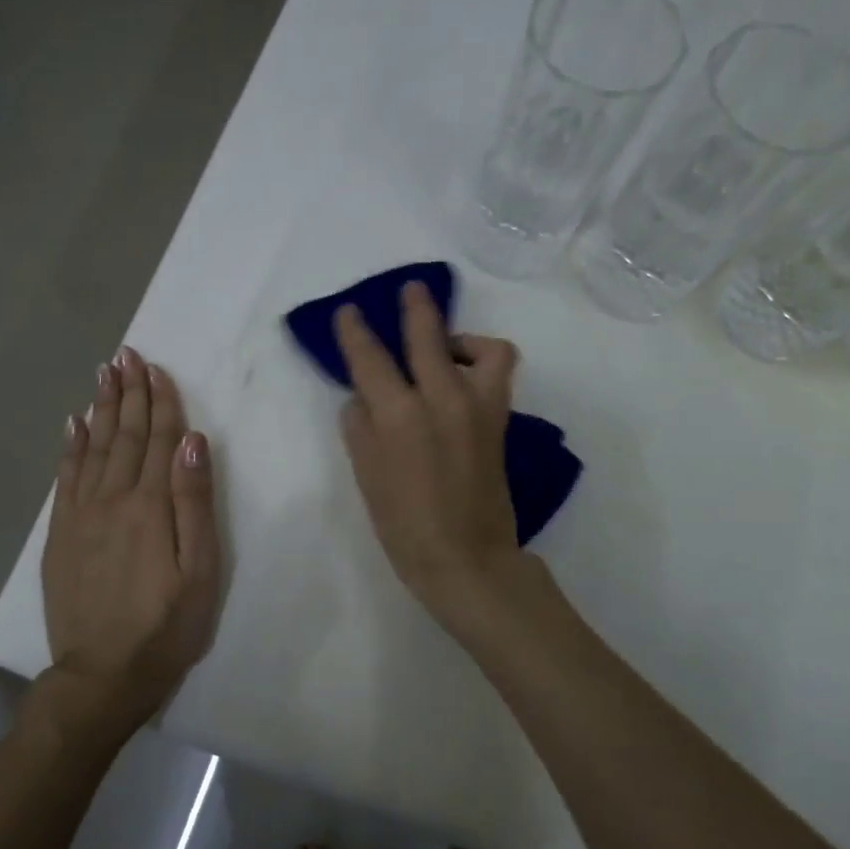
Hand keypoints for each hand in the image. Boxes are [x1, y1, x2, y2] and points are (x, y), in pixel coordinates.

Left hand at [43, 348, 220, 728]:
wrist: (102, 676)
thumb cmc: (166, 626)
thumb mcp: (200, 570)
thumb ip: (195, 502)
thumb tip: (191, 441)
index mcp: (150, 505)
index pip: (158, 440)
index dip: (159, 401)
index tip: (155, 367)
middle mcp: (112, 499)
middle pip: (123, 435)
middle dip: (127, 393)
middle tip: (125, 355)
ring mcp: (81, 516)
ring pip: (93, 449)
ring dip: (101, 409)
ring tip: (103, 375)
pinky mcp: (61, 536)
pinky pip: (66, 478)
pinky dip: (71, 447)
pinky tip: (74, 425)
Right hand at [335, 282, 523, 625]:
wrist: (466, 558)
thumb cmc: (404, 525)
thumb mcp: (367, 476)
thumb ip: (359, 427)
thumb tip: (362, 397)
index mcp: (399, 414)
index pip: (370, 358)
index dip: (355, 331)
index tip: (349, 312)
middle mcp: (441, 398)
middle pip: (427, 335)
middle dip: (415, 307)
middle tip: (409, 290)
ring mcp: (478, 407)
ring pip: (480, 347)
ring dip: (460, 336)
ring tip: (446, 346)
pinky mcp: (500, 420)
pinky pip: (498, 373)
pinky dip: (483, 363)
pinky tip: (464, 378)